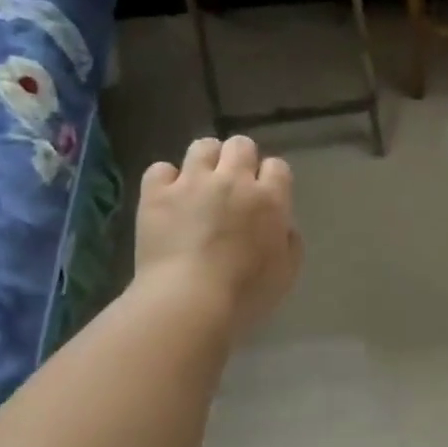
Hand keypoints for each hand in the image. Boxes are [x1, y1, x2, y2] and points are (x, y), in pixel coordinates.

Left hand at [136, 135, 301, 336]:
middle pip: (240, 145)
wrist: (189, 301)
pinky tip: (168, 198)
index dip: (271, 179)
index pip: (277, 166)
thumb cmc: (246, 294)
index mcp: (269, 200)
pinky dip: (166, 181)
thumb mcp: (286, 273)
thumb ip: (290, 241)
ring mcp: (192, 183)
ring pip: (203, 147)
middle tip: (233, 186)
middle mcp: (233, 181)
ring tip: (201, 184)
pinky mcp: (157, 193)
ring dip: (206, 161)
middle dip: (239, 160)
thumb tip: (282, 225)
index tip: (264, 197)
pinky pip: (161, 168)